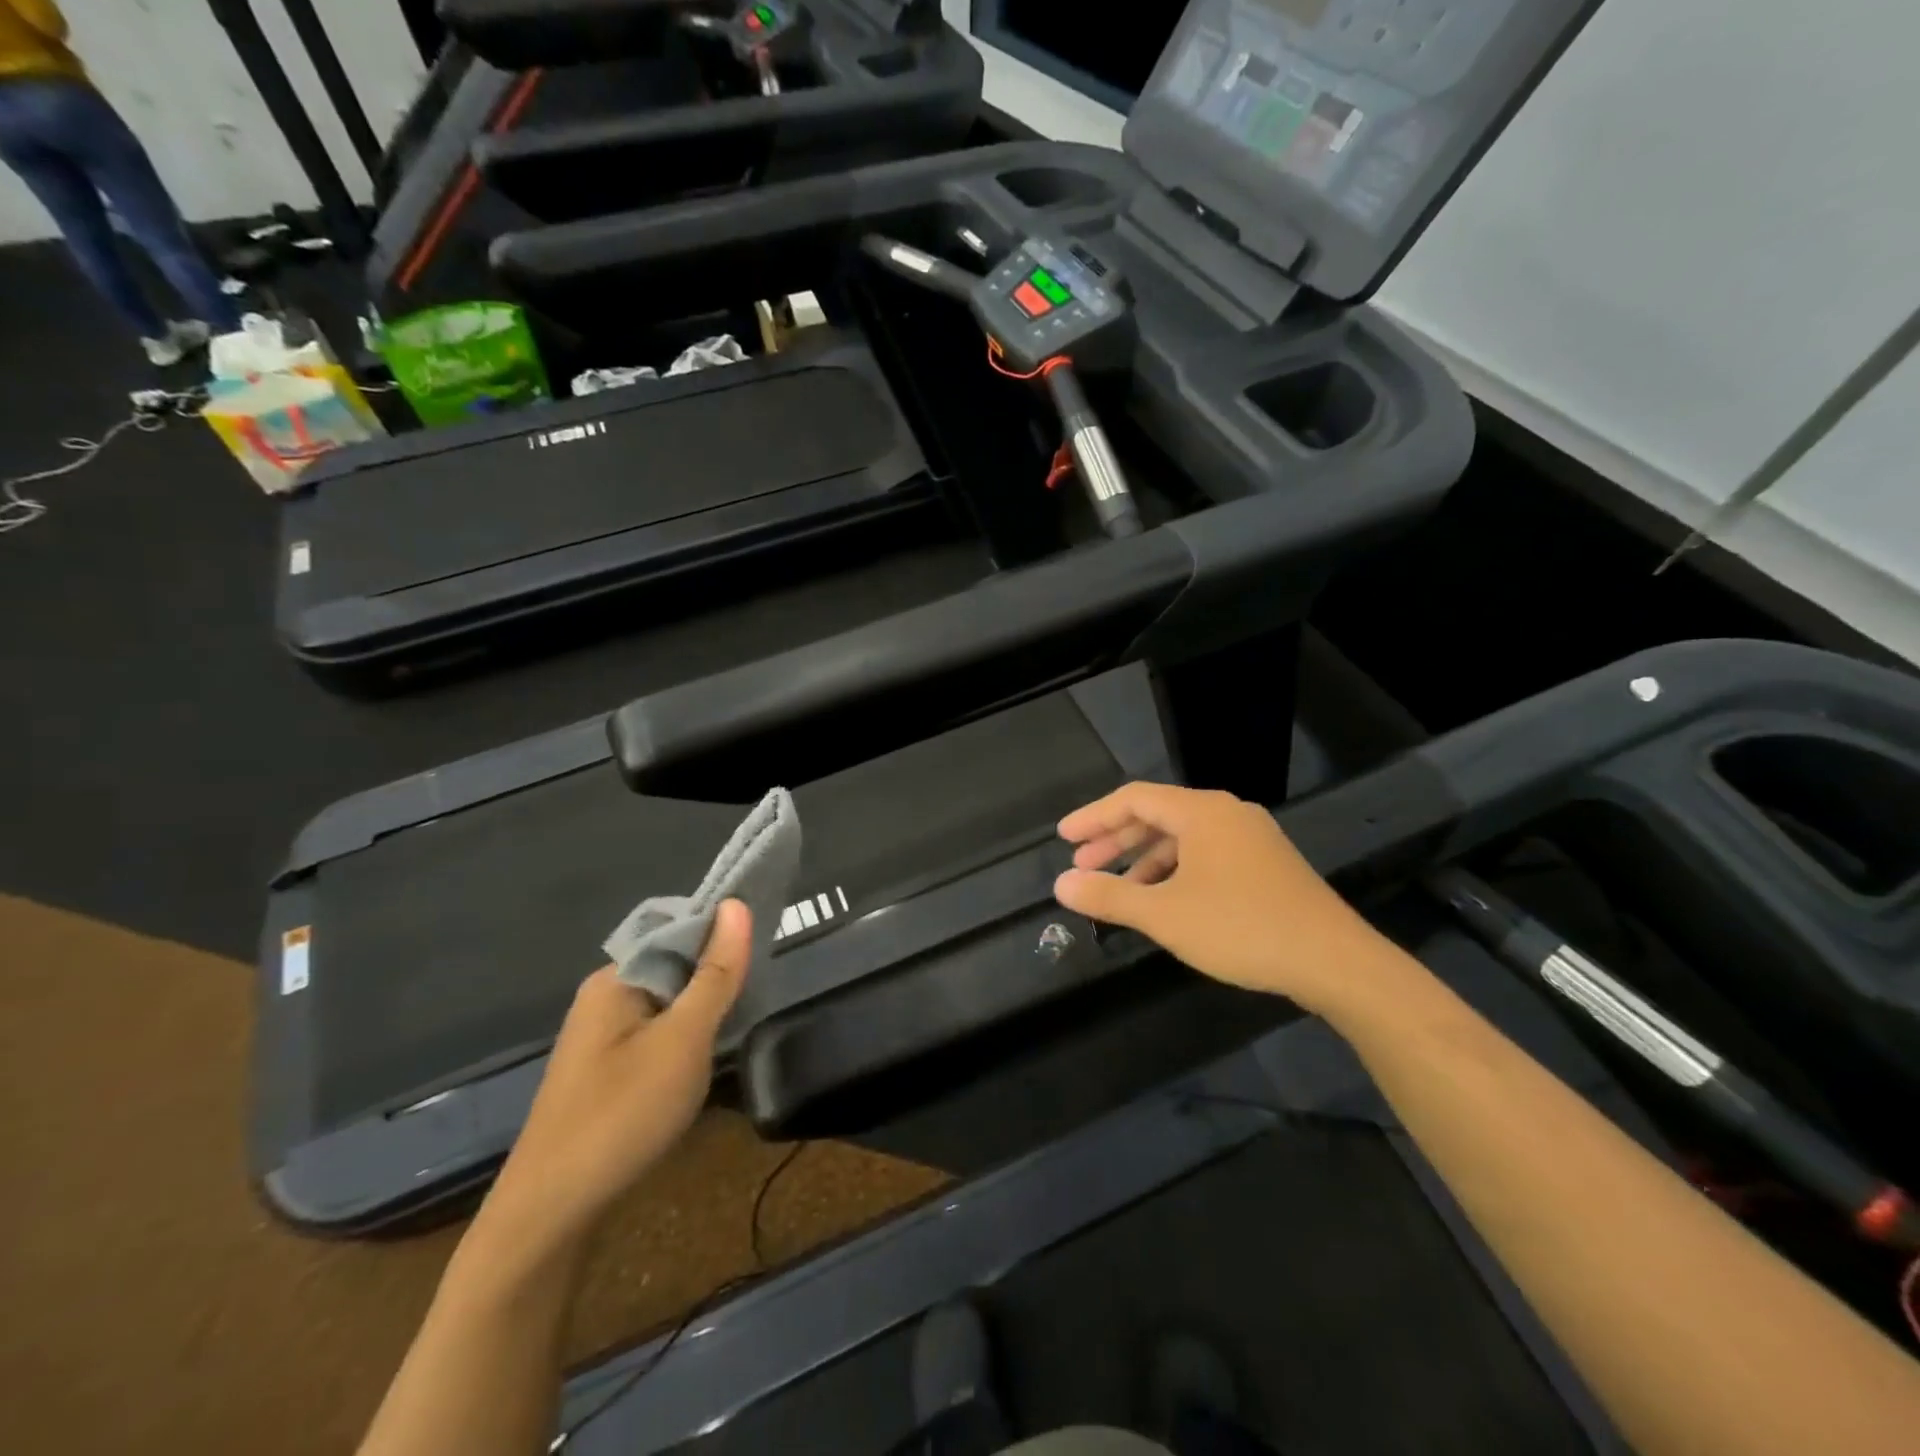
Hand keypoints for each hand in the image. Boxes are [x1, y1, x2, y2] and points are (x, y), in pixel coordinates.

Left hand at [472, 900, 753, 1266]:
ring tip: (739, 1026)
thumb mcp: (684, 1039)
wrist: (551, 1215)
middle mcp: (604, 997)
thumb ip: (715, 974)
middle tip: (756, 995)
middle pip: (674, 965)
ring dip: (702, 1011)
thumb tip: (737, 905)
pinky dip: (685, 1038)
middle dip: (715, 976)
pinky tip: (704, 1060)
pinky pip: (656, 1033)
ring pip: (668, 1003)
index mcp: (615, 977)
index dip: (722, 935)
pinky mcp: (605, 1070)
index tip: (762, 954)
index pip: (679, 930)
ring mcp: (601, 1036)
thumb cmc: (622, 1114)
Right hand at [1054, 783, 1396, 1015]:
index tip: (1064, 838)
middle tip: (1082, 864)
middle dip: (1115, 839)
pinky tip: (1164, 902)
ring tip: (1118, 890)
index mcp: (1202, 812)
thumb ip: (1109, 896)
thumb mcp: (1165, 914)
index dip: (1094, 817)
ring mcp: (1251, 838)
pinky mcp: (1266, 865)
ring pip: (1183, 838)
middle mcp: (1227, 814)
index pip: (1133, 799)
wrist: (1335, 962)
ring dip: (1144, 860)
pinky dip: (1175, 872)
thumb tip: (1062, 884)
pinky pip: (1206, 855)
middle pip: (1157, 815)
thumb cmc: (1241, 928)